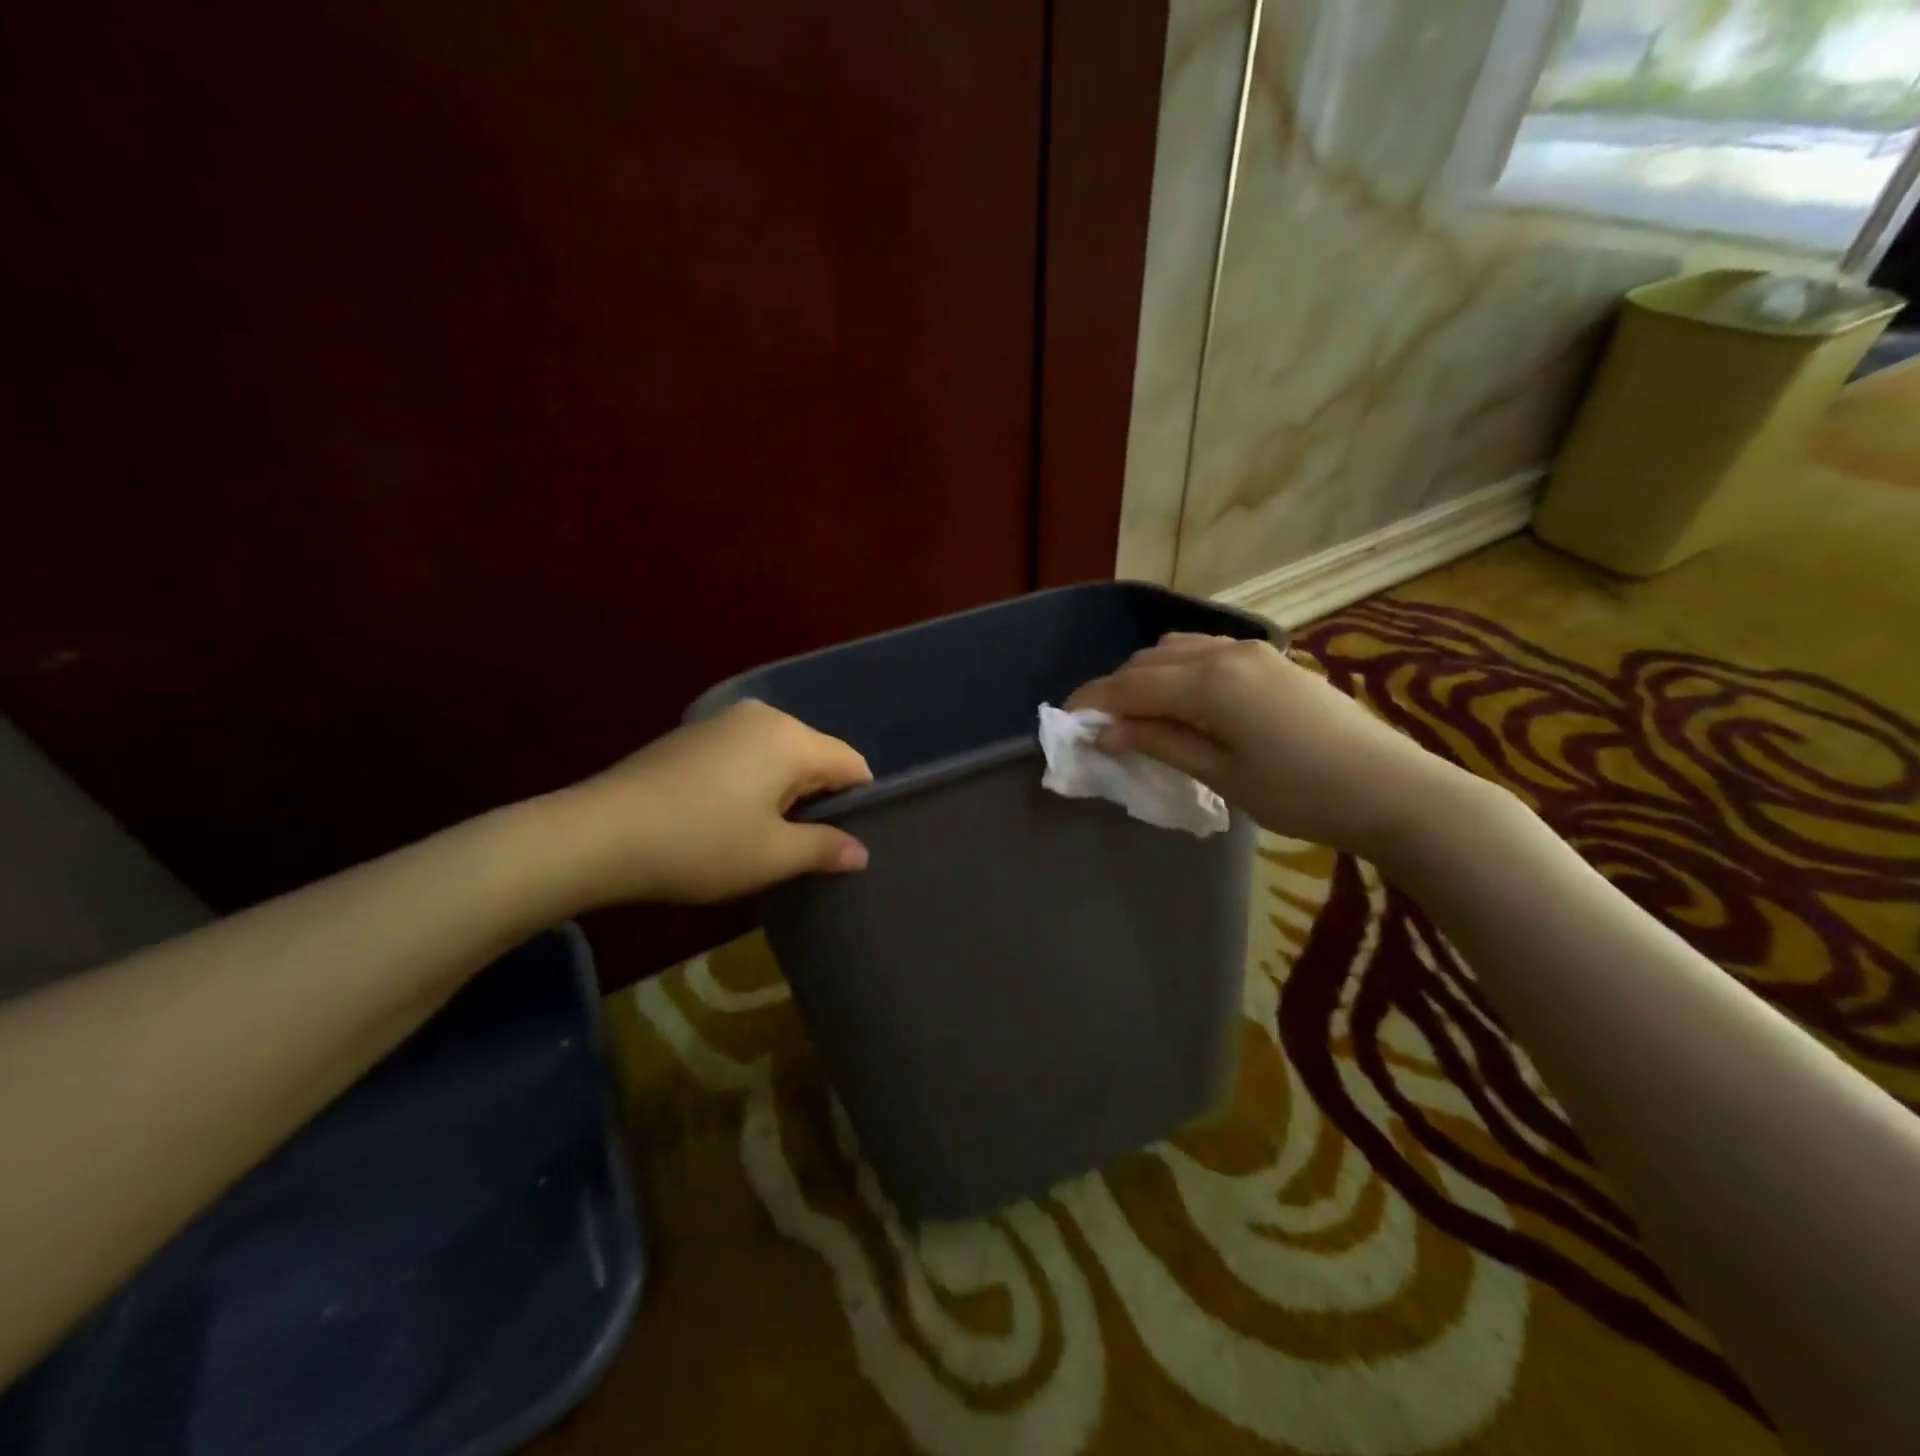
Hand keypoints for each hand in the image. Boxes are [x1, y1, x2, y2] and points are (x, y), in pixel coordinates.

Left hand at [545, 700, 872, 906]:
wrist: (597, 834)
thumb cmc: (699, 844)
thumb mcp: (771, 856)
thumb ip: (825, 848)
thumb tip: (861, 852)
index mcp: (790, 738)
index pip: (851, 764)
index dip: (859, 803)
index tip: (846, 841)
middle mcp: (762, 717)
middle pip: (815, 755)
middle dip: (818, 798)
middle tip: (805, 847)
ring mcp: (721, 722)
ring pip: (778, 755)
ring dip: (783, 793)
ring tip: (765, 836)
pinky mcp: (691, 735)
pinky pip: (744, 755)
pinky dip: (751, 782)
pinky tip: (726, 818)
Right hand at [1067, 633, 1478, 858]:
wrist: (1391, 789)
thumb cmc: (1300, 793)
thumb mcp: (1222, 774)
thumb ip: (1161, 743)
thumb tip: (1108, 732)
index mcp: (1210, 683)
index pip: (1131, 685)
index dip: (1093, 701)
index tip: (1065, 720)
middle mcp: (1226, 652)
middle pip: (1150, 660)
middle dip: (1118, 689)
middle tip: (1102, 727)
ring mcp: (1253, 651)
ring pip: (1179, 650)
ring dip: (1149, 676)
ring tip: (1140, 716)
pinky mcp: (1273, 661)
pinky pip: (1208, 653)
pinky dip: (1181, 672)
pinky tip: (1184, 703)